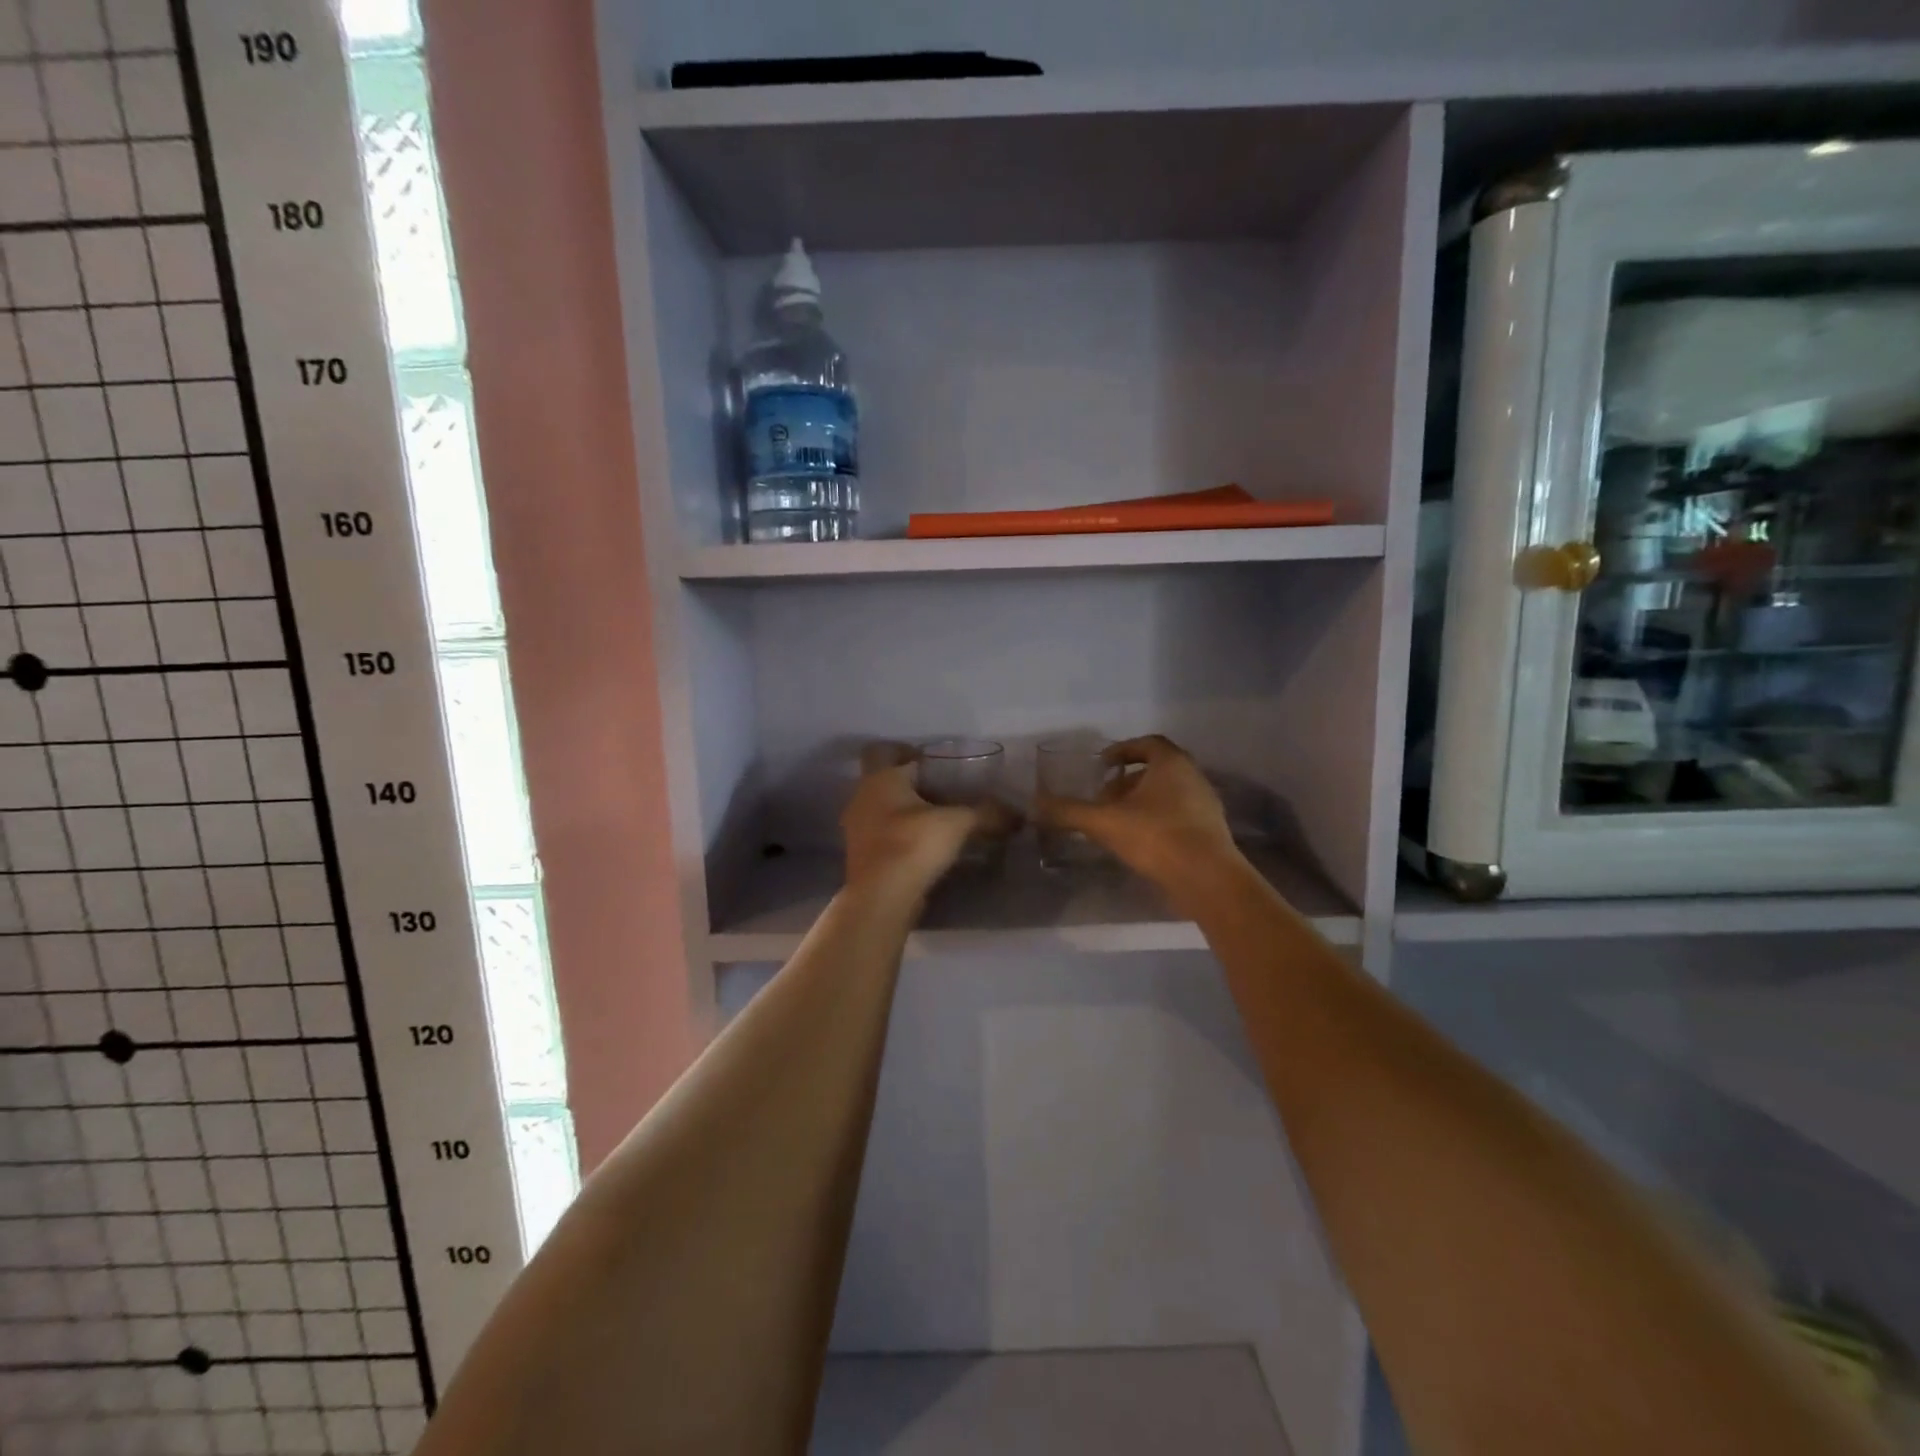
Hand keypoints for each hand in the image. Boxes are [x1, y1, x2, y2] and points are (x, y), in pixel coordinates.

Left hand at [842, 758, 1018, 902]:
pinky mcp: (862, 856)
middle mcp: (862, 797)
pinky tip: (928, 846)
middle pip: (888, 782)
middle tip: (946, 792)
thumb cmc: (913, 844)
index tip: (937, 763)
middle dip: (915, 786)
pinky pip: (884, 835)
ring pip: (885, 810)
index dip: (912, 754)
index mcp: (880, 779)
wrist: (881, 897)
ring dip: (908, 812)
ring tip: (941, 820)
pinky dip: (903, 836)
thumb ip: (987, 813)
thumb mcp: (958, 823)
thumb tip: (1018, 815)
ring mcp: (857, 829)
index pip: (888, 752)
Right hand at [1037, 735, 1240, 898]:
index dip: (1122, 751)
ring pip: (1168, 794)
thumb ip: (1069, 812)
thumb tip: (1035, 805)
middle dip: (1127, 781)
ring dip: (1141, 802)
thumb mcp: (1104, 822)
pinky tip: (1139, 843)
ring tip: (1116, 822)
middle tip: (1103, 798)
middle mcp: (1193, 777)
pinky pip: (1178, 816)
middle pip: (1157, 770)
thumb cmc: (1156, 837)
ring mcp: (1205, 805)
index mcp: (1171, 763)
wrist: (1208, 879)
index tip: (1101, 766)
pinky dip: (1157, 821)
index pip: (1147, 744)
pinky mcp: (1210, 832)